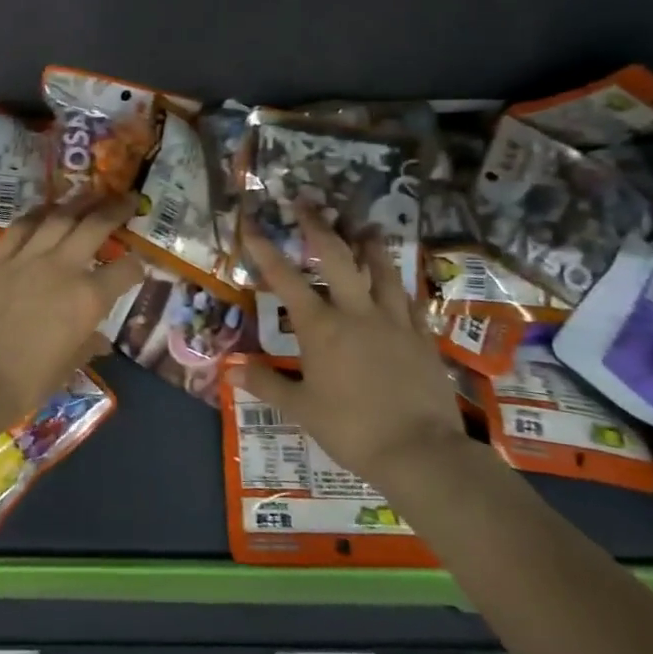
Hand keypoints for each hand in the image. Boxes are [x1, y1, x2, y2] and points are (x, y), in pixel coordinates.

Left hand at [0, 194, 143, 416]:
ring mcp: (27, 258)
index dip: (136, 266)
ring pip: (59, 217)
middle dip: (116, 210)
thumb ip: (86, 346)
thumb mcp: (67, 367)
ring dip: (79, 202)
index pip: (125, 270)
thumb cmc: (26, 382)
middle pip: (95, 226)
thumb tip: (99, 342)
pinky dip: (38, 213)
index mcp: (89, 298)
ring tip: (91, 193)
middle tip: (128, 198)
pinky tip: (46, 209)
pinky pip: (21, 226)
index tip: (138, 264)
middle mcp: (63, 268)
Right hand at [240, 208, 466, 486]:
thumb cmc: (351, 428)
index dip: (264, 249)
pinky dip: (400, 284)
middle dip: (318, 227)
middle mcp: (356, 312)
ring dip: (369, 245)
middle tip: (307, 203)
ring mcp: (394, 321)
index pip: (285, 279)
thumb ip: (266, 383)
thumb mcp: (301, 408)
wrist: (420, 451)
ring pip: (382, 270)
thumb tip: (230, 368)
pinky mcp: (421, 336)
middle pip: (337, 257)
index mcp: (321, 327)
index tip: (250, 223)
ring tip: (364, 226)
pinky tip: (399, 280)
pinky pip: (410, 300)